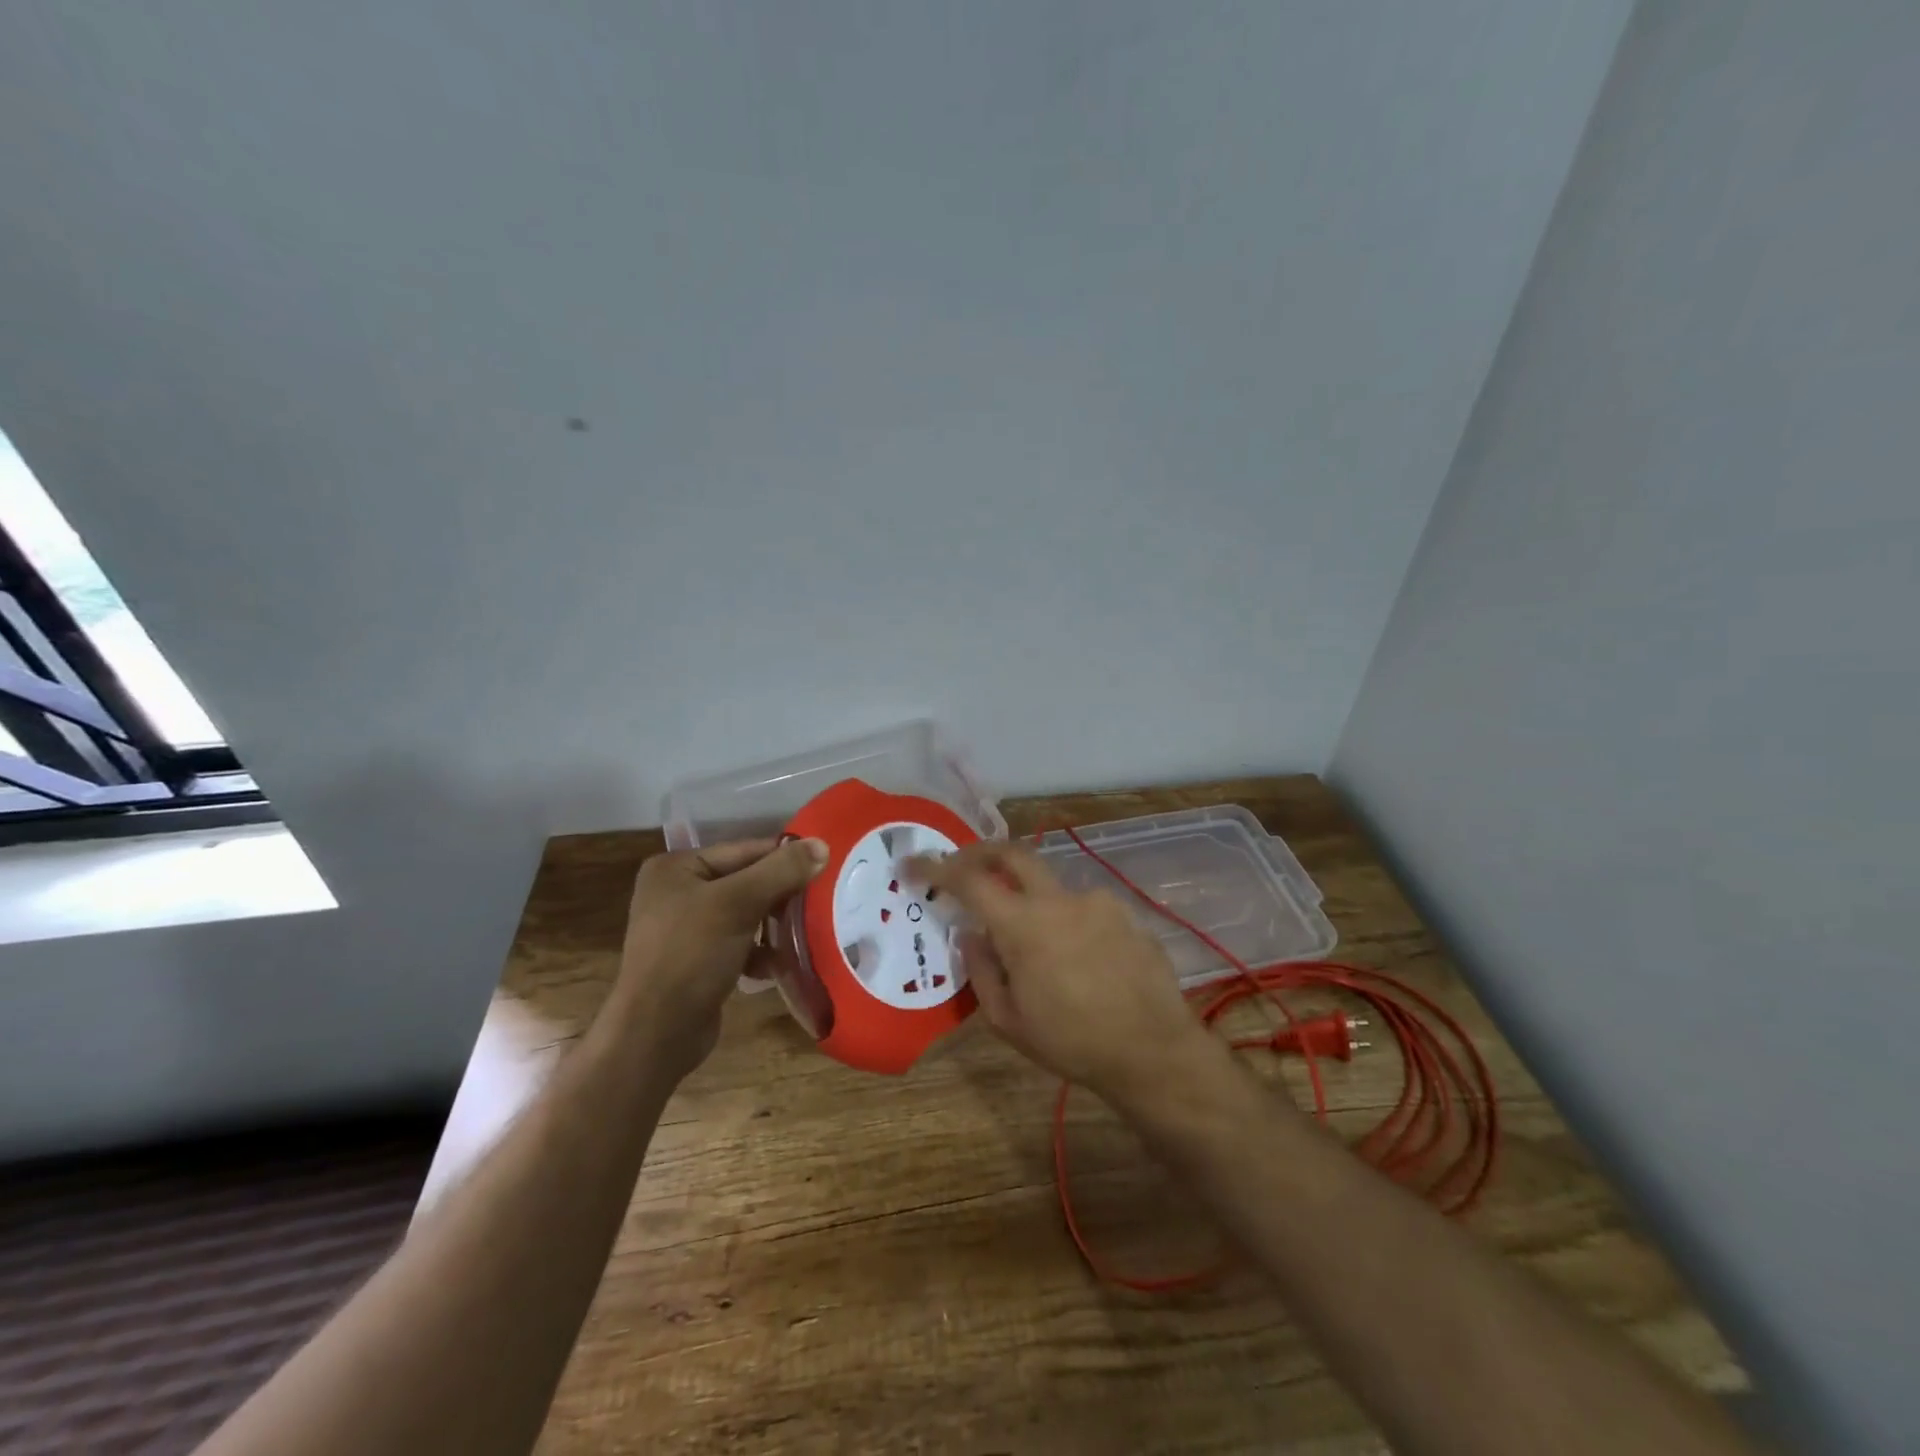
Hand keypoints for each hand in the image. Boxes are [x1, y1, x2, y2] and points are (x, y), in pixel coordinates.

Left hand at [612, 837, 826, 1080]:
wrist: (655, 1035)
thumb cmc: (691, 955)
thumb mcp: (738, 904)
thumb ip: (781, 871)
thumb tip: (822, 844)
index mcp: (676, 867)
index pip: (744, 850)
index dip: (785, 859)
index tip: (825, 869)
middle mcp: (677, 891)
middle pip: (747, 881)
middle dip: (782, 896)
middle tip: (821, 903)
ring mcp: (685, 928)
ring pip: (746, 913)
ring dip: (775, 925)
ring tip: (806, 933)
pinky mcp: (697, 961)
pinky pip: (739, 943)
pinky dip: (760, 951)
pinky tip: (779, 965)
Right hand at [911, 841, 1222, 1105]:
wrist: (1153, 1052)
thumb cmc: (1072, 1043)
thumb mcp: (1009, 1021)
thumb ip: (981, 970)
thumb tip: (972, 934)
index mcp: (1023, 925)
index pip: (969, 880)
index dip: (936, 867)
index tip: (913, 865)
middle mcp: (1059, 899)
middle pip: (1012, 852)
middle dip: (980, 852)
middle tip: (962, 866)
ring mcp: (1097, 901)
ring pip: (1050, 885)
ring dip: (1030, 899)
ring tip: (1034, 944)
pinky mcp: (1125, 912)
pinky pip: (1082, 906)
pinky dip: (1065, 919)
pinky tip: (1077, 957)